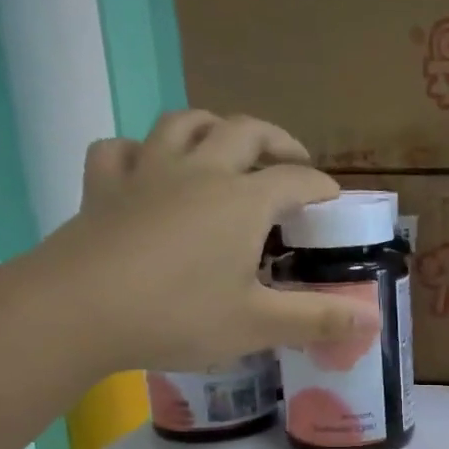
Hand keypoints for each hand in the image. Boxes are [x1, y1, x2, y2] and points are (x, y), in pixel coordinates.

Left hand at [23, 110, 378, 374]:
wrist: (76, 311)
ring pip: (183, 123)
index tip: (334, 202)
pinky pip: (122, 148)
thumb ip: (317, 319)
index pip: (296, 181)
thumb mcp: (257, 324)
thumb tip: (372, 321)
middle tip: (292, 160)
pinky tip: (147, 167)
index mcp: (242, 201)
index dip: (322, 188)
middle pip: (244, 131)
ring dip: (213, 127)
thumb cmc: (177, 315)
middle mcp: (200, 172)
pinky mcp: (103, 186)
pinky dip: (141, 150)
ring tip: (227, 147)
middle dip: (276, 140)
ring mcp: (147, 172)